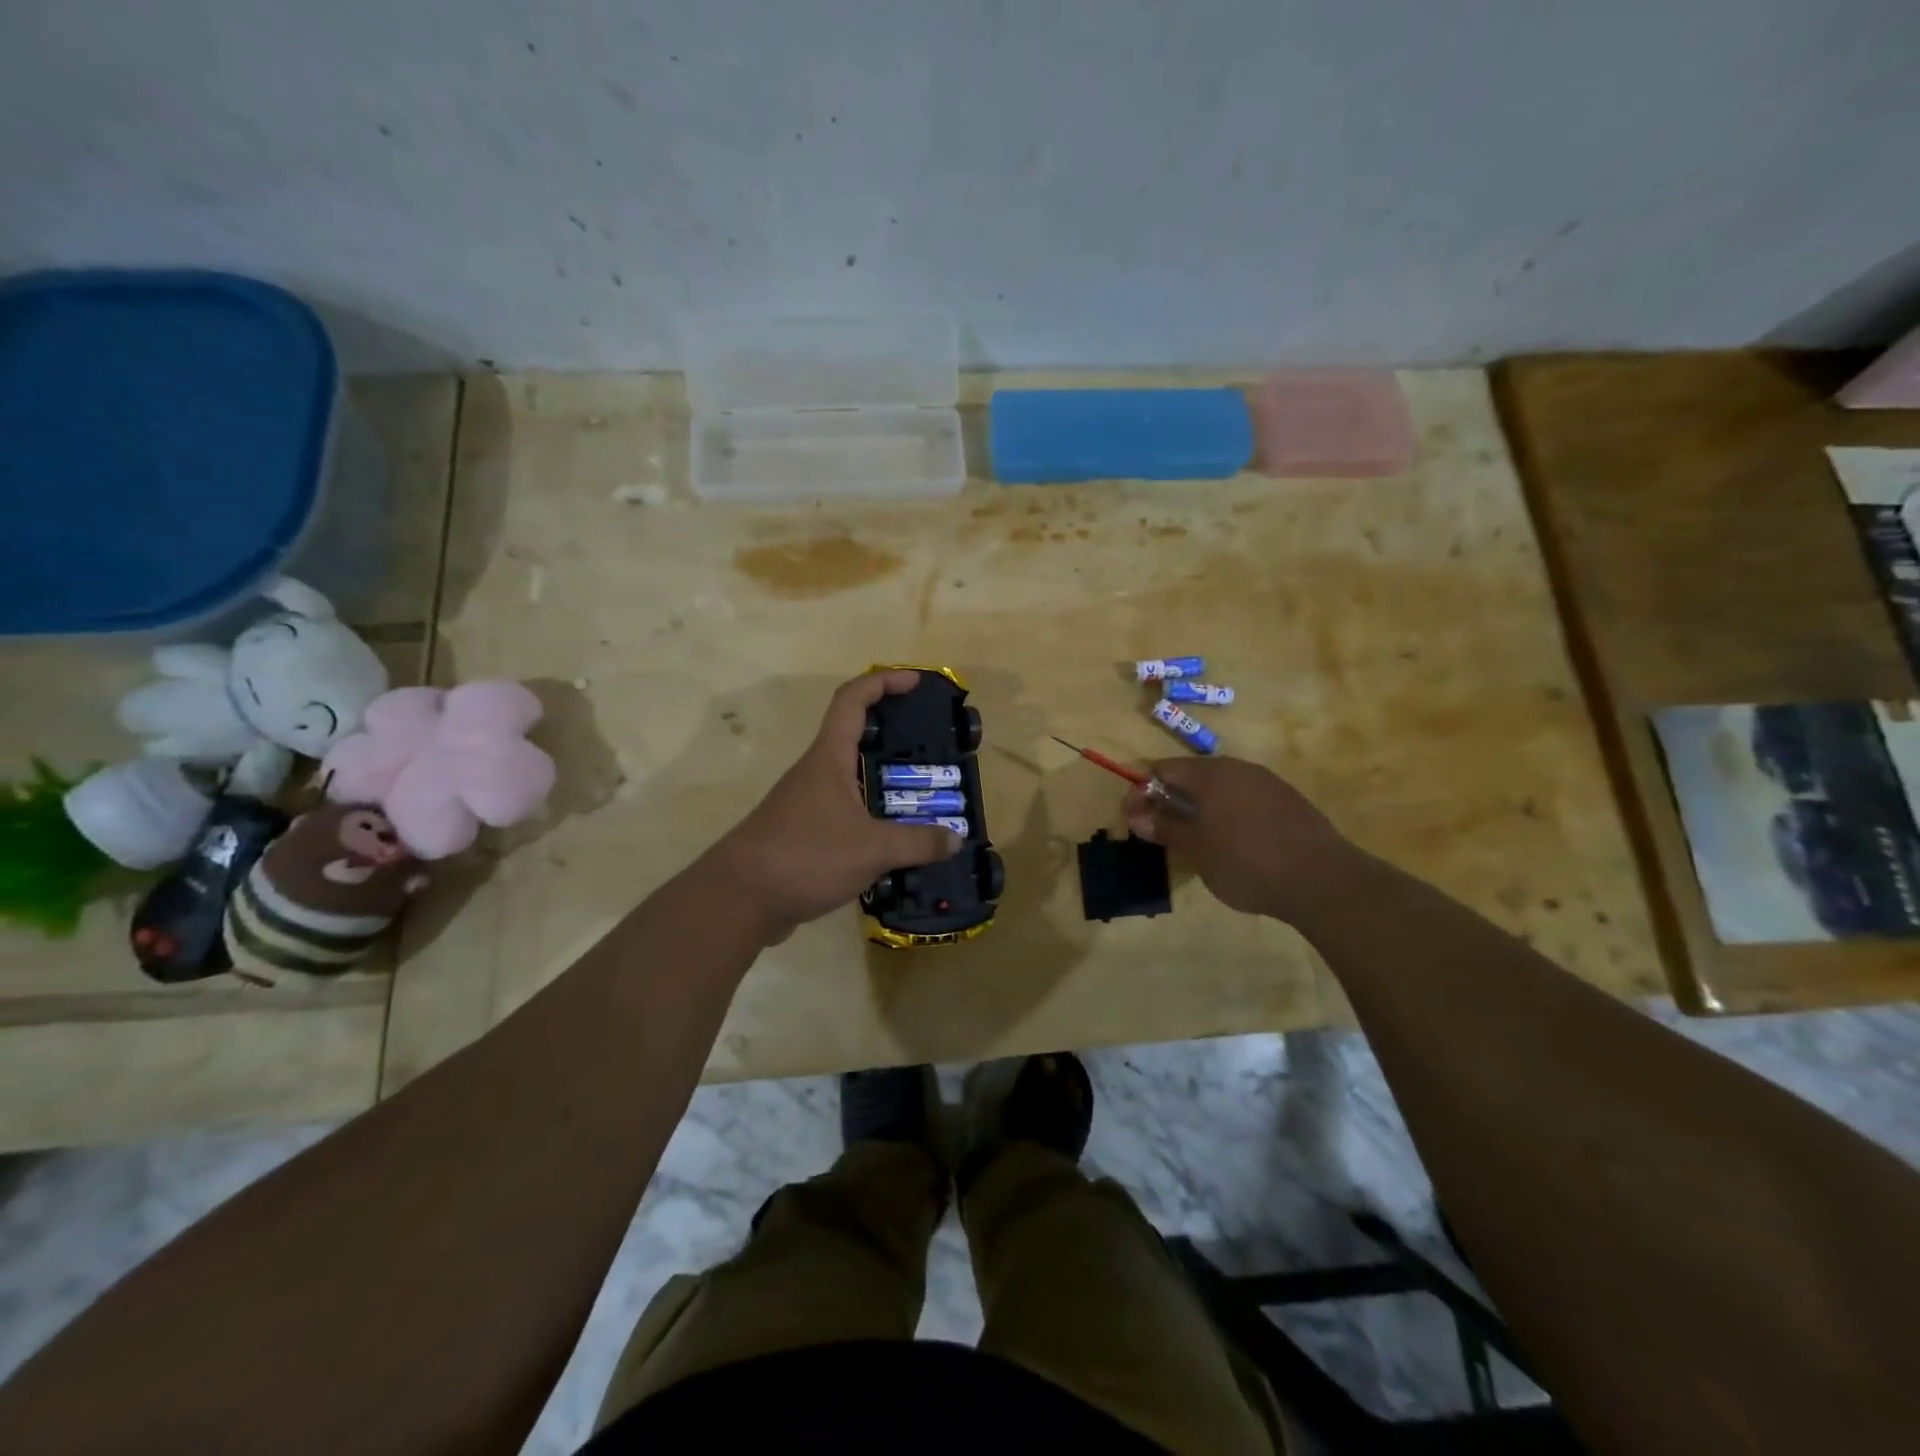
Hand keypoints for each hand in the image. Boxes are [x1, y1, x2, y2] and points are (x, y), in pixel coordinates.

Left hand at [716, 671, 963, 943]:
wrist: (740, 899)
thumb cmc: (805, 856)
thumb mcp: (871, 849)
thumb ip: (917, 843)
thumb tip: (955, 838)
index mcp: (829, 758)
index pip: (852, 700)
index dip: (883, 682)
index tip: (915, 682)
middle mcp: (816, 772)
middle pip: (855, 737)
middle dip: (893, 736)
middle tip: (931, 749)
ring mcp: (807, 803)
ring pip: (853, 779)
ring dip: (885, 782)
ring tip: (924, 798)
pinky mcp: (805, 833)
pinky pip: (847, 813)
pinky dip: (873, 817)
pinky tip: (896, 840)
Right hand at [1123, 756, 1359, 921]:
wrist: (1323, 880)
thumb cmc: (1247, 863)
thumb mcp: (1197, 850)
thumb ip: (1166, 828)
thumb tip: (1137, 816)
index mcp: (1210, 774)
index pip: (1163, 769)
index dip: (1142, 792)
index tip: (1133, 819)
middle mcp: (1238, 768)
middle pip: (1192, 774)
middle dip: (1171, 798)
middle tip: (1161, 830)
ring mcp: (1267, 782)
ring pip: (1221, 786)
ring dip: (1200, 806)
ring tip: (1195, 838)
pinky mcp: (1288, 800)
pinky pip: (1245, 798)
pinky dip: (1228, 812)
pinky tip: (1233, 841)